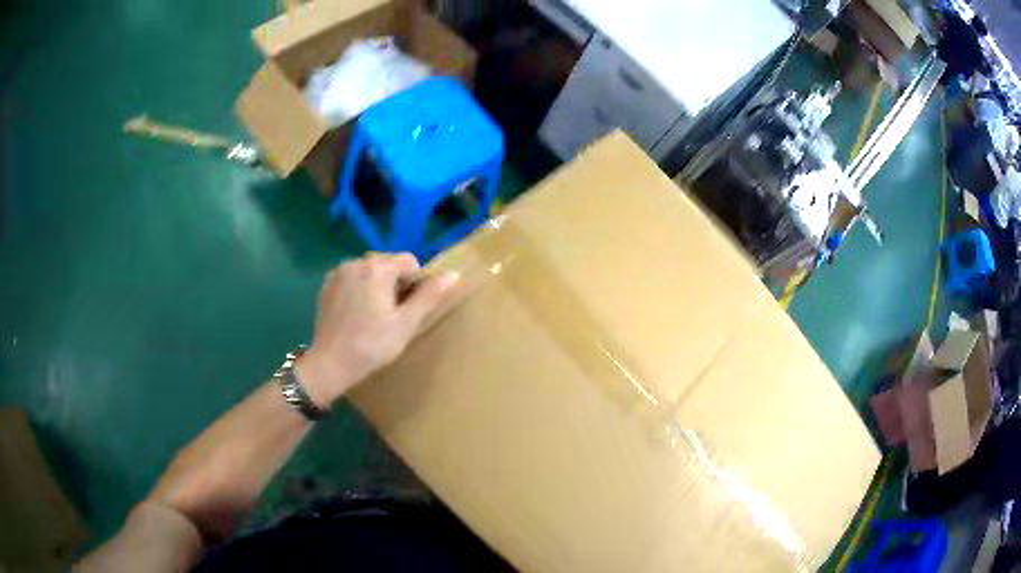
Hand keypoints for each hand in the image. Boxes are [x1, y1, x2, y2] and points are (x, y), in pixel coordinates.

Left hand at [297, 253, 460, 406]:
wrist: (331, 363)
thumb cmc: (372, 345)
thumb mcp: (406, 323)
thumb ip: (429, 296)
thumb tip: (454, 274)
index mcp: (378, 268)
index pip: (410, 261)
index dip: (415, 283)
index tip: (408, 309)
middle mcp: (357, 261)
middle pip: (388, 263)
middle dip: (394, 282)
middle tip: (391, 315)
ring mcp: (339, 272)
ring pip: (369, 270)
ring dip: (376, 284)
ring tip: (373, 315)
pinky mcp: (327, 284)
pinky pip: (352, 278)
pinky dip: (359, 288)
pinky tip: (356, 313)